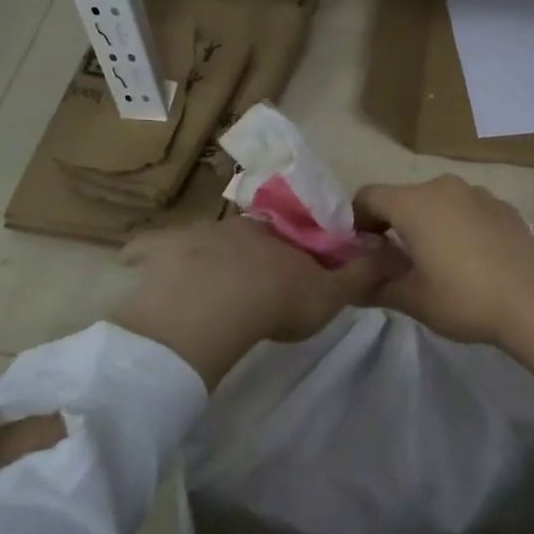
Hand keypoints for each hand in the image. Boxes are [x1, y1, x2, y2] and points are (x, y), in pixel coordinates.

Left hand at [110, 217, 391, 387]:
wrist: (217, 307)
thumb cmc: (278, 300)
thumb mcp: (331, 295)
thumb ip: (361, 275)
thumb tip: (393, 251)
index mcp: (280, 235)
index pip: (292, 234)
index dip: (295, 251)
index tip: (292, 271)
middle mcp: (239, 226)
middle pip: (247, 235)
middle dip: (250, 252)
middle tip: (250, 281)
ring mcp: (197, 236)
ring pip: (203, 239)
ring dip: (206, 255)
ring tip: (204, 282)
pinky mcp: (161, 252)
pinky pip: (148, 247)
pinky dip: (146, 252)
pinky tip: (139, 264)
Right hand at [352, 175, 533, 345]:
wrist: (533, 302)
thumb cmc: (463, 298)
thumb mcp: (411, 299)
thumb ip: (373, 286)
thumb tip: (351, 284)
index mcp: (414, 203)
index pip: (368, 197)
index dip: (357, 222)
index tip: (364, 253)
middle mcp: (444, 186)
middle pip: (403, 197)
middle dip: (393, 224)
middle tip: (397, 262)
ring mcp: (478, 193)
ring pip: (437, 201)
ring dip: (427, 223)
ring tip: (437, 260)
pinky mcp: (504, 206)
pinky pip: (467, 209)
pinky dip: (458, 225)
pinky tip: (471, 258)